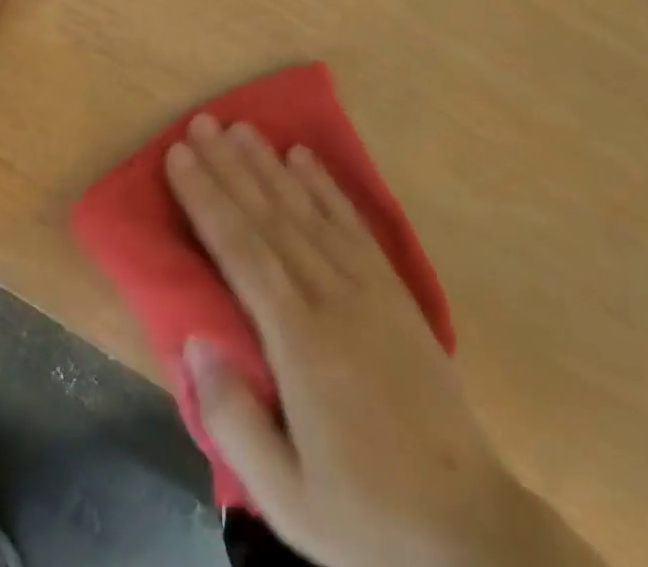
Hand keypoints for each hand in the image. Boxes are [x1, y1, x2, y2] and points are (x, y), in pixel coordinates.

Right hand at [165, 116, 513, 566]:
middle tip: (200, 123)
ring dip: (270, 165)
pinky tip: (304, 158)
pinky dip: (325, 185)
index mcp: (300, 343)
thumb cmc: (365, 514)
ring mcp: (368, 287)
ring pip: (307, 210)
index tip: (180, 156)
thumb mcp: (287, 498)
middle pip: (269, 217)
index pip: (241, 251)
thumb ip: (233, 419)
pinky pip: (352, 223)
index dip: (207, 198)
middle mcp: (332, 297)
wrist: (467, 525)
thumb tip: (194, 339)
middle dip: (229, 167)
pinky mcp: (394, 289)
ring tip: (241, 128)